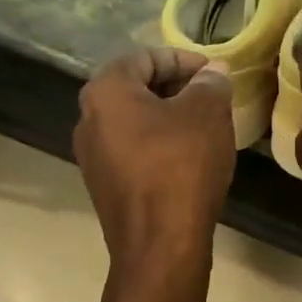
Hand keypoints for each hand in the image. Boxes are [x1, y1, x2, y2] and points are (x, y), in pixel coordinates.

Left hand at [74, 48, 235, 266]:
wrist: (160, 244)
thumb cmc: (181, 166)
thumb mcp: (207, 114)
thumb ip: (210, 84)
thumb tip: (213, 73)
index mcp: (106, 92)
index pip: (144, 57)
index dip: (183, 59)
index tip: (214, 72)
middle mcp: (88, 119)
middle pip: (135, 88)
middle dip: (175, 87)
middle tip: (211, 96)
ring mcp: (92, 157)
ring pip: (135, 122)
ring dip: (168, 117)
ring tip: (205, 126)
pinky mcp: (105, 186)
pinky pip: (134, 151)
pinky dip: (159, 145)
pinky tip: (188, 158)